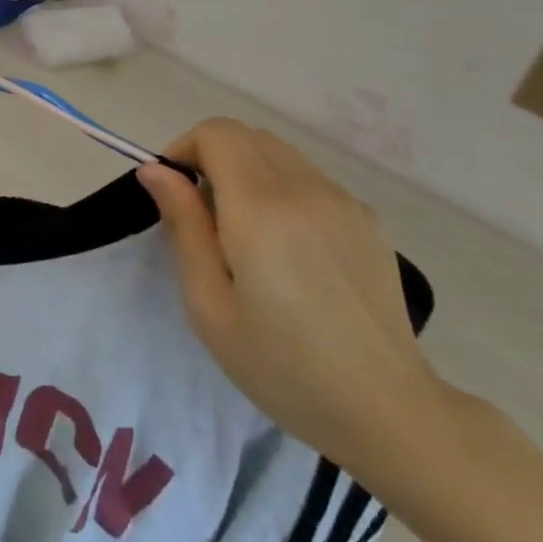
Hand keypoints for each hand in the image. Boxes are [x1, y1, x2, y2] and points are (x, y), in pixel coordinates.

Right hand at [138, 119, 445, 472]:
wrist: (386, 409)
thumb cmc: (281, 365)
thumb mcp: (209, 304)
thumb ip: (183, 226)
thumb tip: (155, 170)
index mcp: (261, 208)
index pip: (216, 132)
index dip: (184, 150)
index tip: (174, 194)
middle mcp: (306, 189)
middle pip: (246, 135)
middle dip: (211, 158)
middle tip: (202, 218)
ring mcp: (344, 201)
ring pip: (279, 153)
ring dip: (247, 172)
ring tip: (244, 235)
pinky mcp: (368, 219)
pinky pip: (310, 178)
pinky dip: (282, 188)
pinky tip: (288, 249)